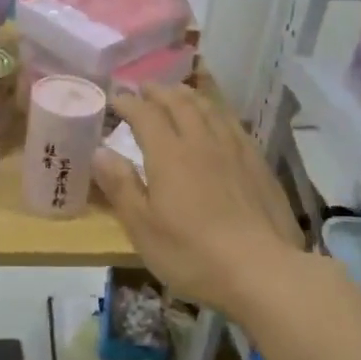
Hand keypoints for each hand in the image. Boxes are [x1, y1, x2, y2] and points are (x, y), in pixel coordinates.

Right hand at [91, 85, 304, 314]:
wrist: (261, 270)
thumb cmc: (192, 253)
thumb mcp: (142, 227)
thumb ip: (120, 185)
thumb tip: (99, 151)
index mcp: (169, 154)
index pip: (145, 115)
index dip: (129, 103)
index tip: (116, 98)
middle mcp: (201, 141)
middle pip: (179, 103)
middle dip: (159, 92)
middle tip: (145, 88)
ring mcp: (234, 150)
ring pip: (209, 109)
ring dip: (189, 96)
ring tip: (179, 93)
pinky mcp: (258, 164)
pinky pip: (233, 124)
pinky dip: (217, 112)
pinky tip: (219, 120)